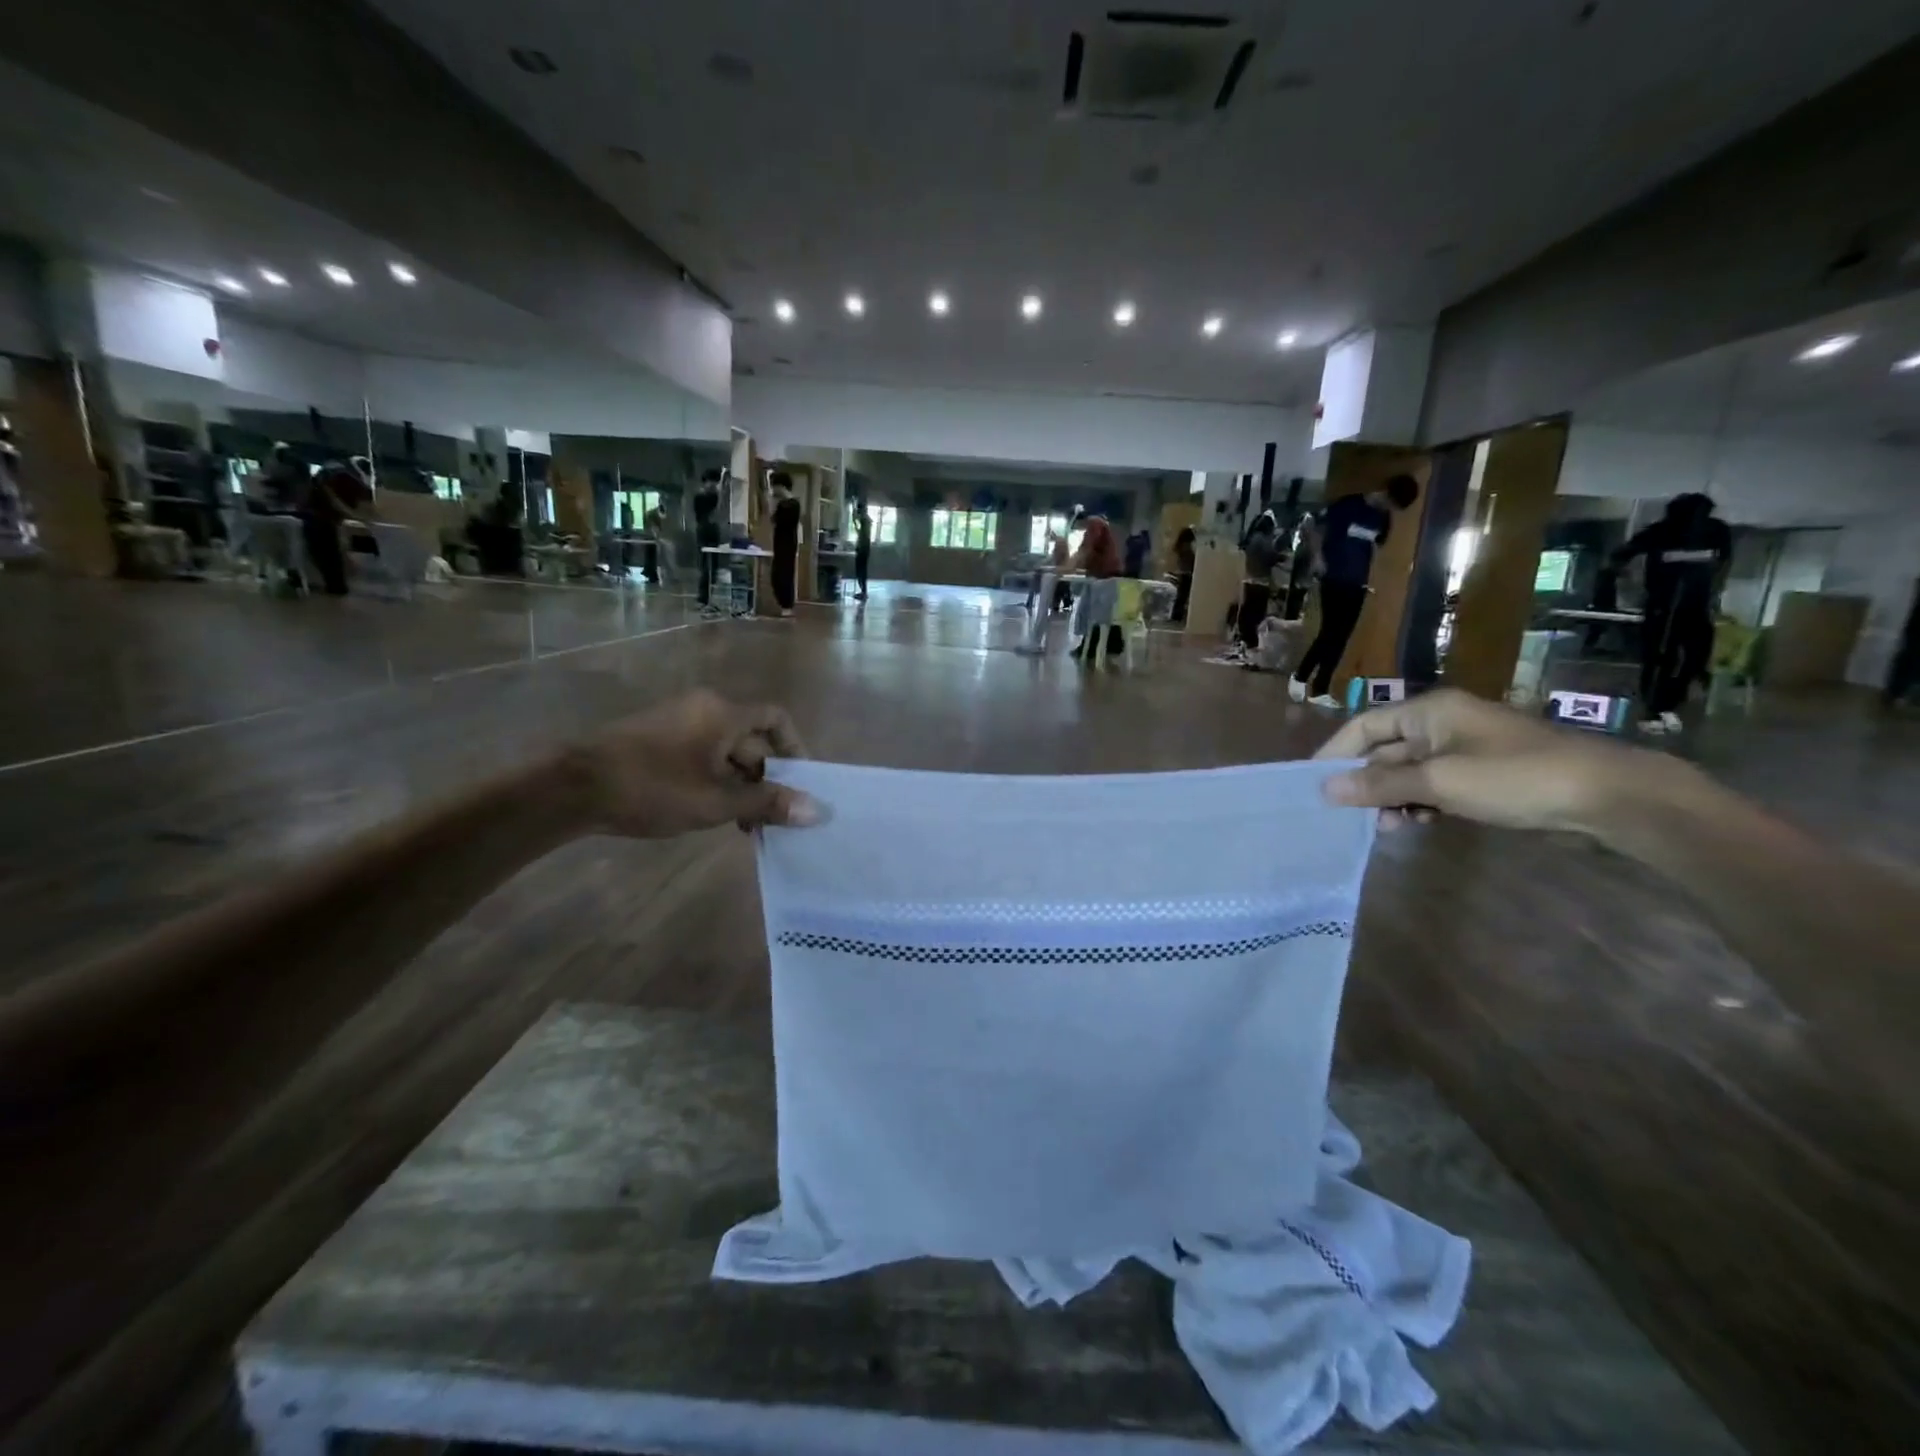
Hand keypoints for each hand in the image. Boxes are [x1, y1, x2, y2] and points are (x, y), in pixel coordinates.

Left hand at [560, 690, 818, 837]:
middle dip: (765, 779)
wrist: (572, 787)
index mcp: (723, 713)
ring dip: (740, 784)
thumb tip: (816, 810)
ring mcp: (677, 721)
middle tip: (770, 818)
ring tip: (741, 823)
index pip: (776, 719)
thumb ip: (767, 803)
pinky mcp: (656, 738)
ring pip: (725, 752)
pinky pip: (700, 754)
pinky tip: (709, 812)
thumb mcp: (716, 801)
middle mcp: (704, 708)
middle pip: (751, 740)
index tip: (799, 784)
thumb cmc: (653, 788)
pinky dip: (714, 780)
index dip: (795, 749)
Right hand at [1313, 688, 1678, 837]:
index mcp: (1429, 711)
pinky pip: (1433, 784)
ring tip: (1386, 827)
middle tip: (1348, 816)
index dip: (1335, 753)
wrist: (1606, 796)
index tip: (1313, 785)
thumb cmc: (1514, 778)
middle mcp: (1441, 723)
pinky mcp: (1482, 773)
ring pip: (1407, 772)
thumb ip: (1380, 784)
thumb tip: (1325, 789)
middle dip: (1366, 782)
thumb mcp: (1439, 781)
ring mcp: (1463, 749)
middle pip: (1384, 750)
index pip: (1363, 726)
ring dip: (1391, 797)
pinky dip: (1419, 803)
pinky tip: (1416, 824)